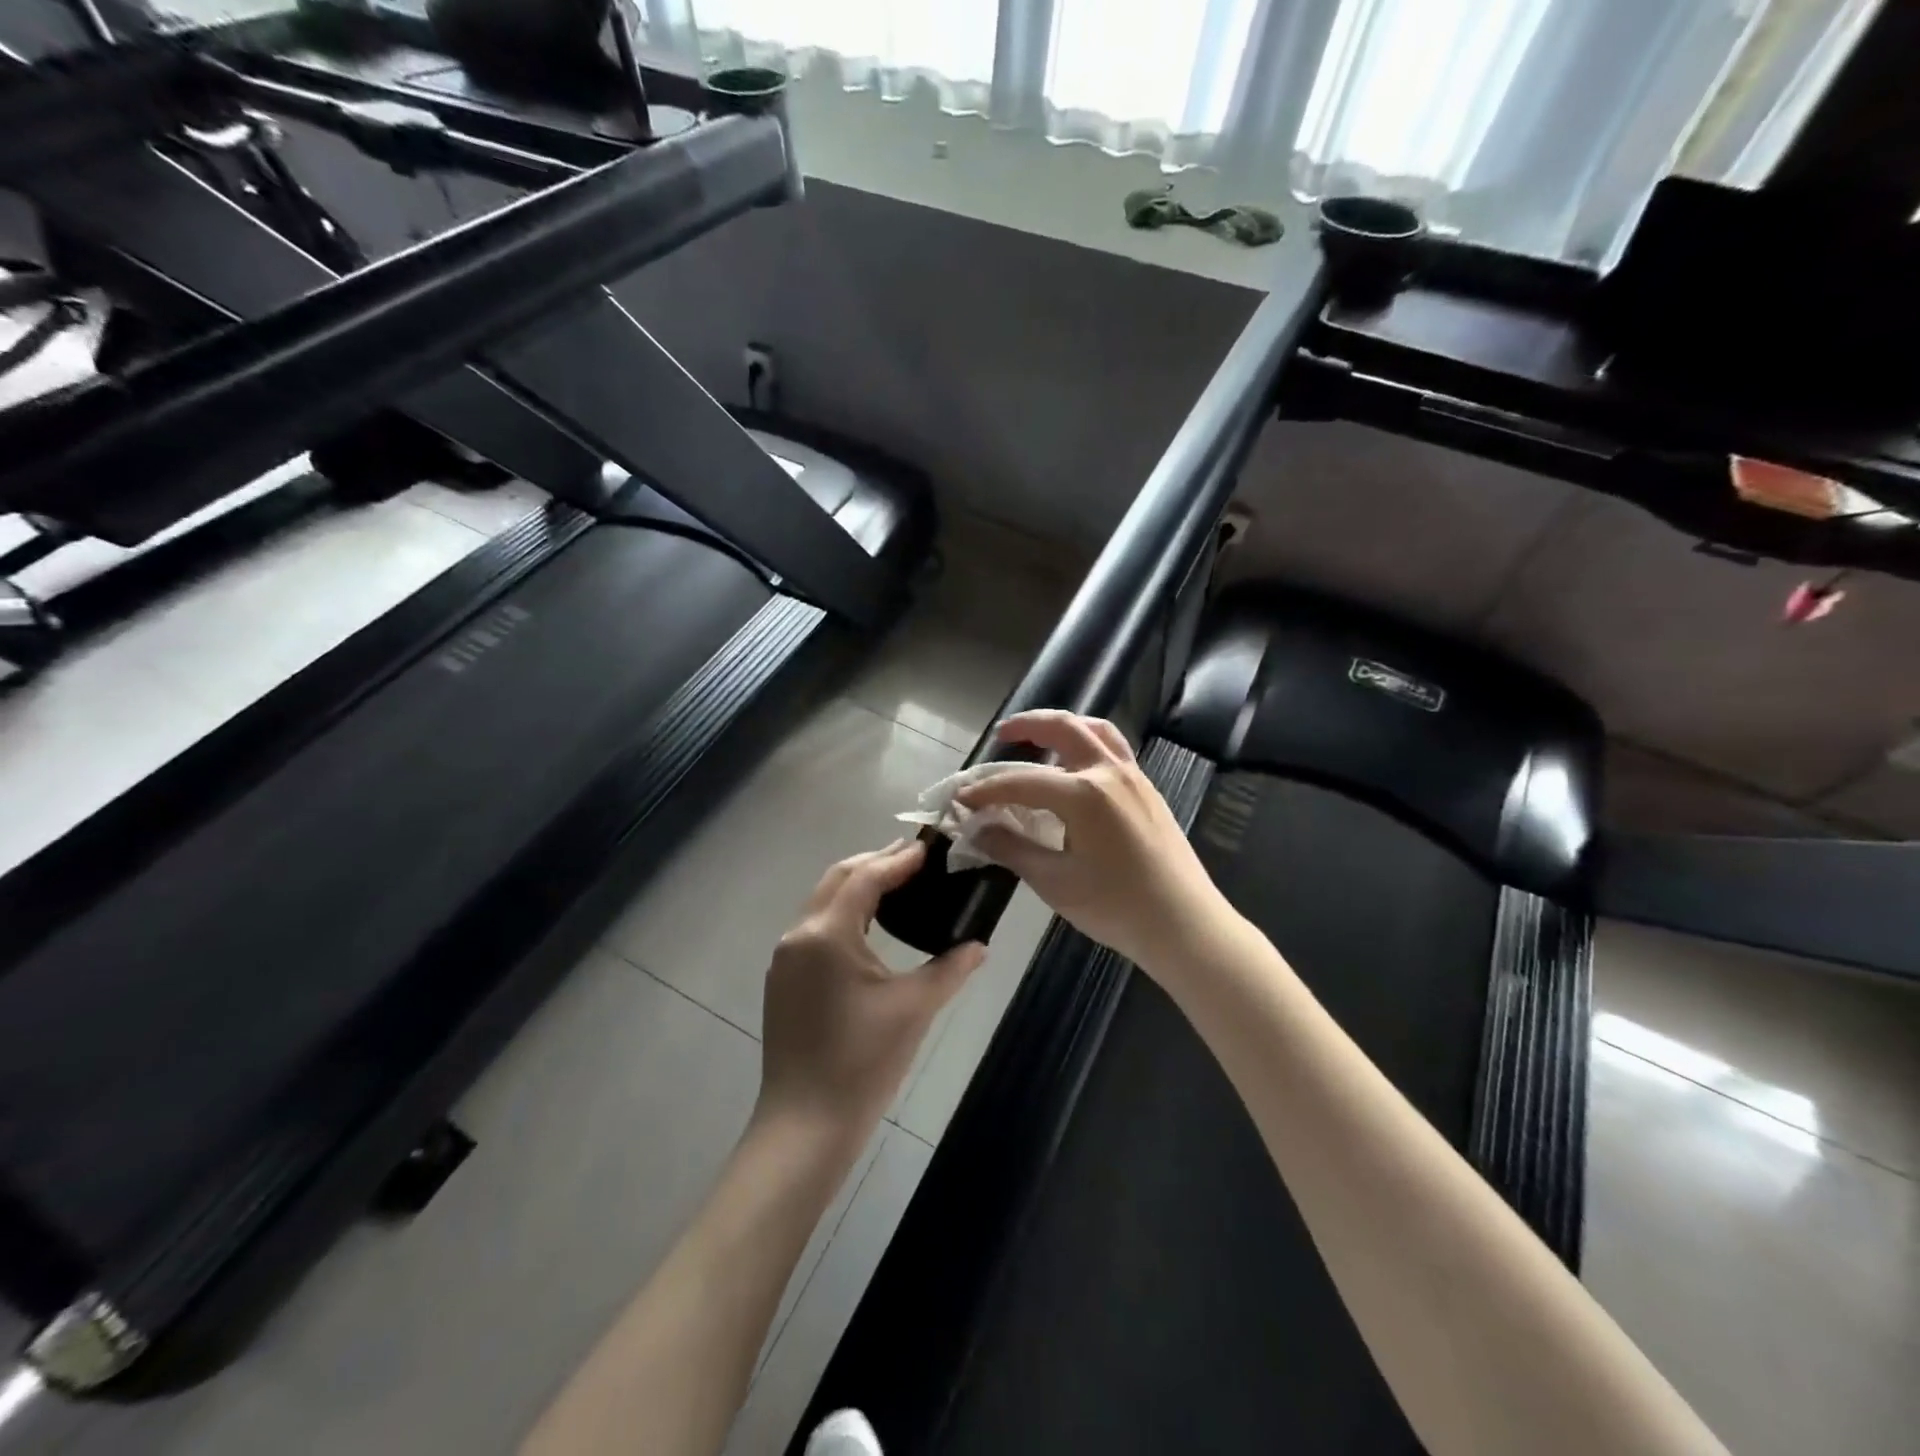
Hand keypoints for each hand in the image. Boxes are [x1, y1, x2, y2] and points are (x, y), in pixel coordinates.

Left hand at [758, 840, 985, 1139]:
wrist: (806, 1125)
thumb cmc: (863, 1062)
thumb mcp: (914, 1008)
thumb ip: (950, 968)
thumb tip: (980, 945)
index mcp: (827, 934)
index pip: (865, 877)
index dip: (898, 859)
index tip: (930, 848)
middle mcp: (799, 935)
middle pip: (838, 878)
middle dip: (876, 862)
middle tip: (917, 859)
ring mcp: (786, 958)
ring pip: (823, 901)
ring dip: (858, 884)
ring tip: (899, 882)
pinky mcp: (784, 979)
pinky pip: (815, 926)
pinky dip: (844, 911)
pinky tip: (870, 923)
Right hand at [957, 710, 1232, 970]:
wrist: (1184, 924)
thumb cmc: (1117, 907)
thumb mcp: (1055, 882)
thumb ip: (1013, 849)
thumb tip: (979, 830)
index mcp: (1084, 794)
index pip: (1022, 781)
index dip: (987, 790)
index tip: (961, 798)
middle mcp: (1109, 772)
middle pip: (1064, 728)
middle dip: (1028, 725)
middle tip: (1002, 735)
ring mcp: (1134, 778)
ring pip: (1096, 731)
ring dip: (1063, 726)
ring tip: (1040, 737)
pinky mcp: (1147, 790)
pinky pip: (1114, 749)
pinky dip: (1087, 742)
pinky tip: (1075, 767)